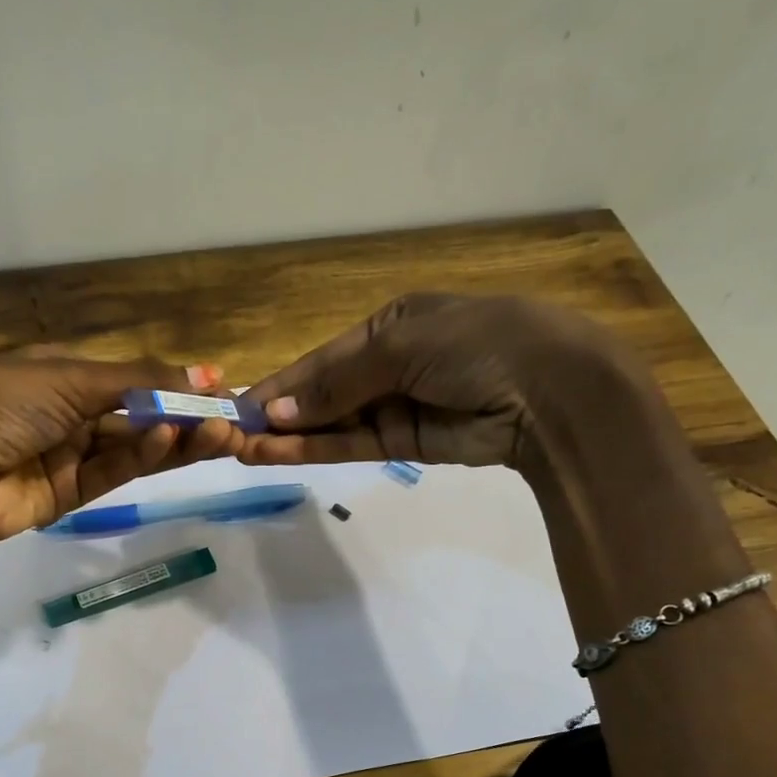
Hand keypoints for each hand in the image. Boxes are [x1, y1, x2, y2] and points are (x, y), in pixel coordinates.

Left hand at [0, 349, 239, 597]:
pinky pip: (112, 472)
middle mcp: (65, 412)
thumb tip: (204, 372)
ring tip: (219, 433)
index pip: (129, 377)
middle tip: (232, 421)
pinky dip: (142, 457)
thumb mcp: (68, 377)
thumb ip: (138, 380)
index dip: (173, 382)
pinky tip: (170, 441)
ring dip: (174, 439)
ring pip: (132, 446)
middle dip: (183, 415)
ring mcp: (66, 455)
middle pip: (136, 414)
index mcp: (57, 372)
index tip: (219, 389)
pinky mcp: (67, 495)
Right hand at [240, 293, 647, 476]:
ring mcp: (395, 406)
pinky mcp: (404, 443)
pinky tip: (275, 453)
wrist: (548, 392)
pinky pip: (350, 445)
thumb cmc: (475, 344)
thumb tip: (277, 412)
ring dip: (287, 437)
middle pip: (321, 392)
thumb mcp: (400, 347)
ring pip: (330, 424)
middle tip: (229, 433)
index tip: (238, 404)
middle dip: (278, 412)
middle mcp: (388, 364)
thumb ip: (336, 383)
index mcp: (391, 323)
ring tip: (240, 448)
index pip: (322, 357)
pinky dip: (314, 450)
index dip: (281, 382)